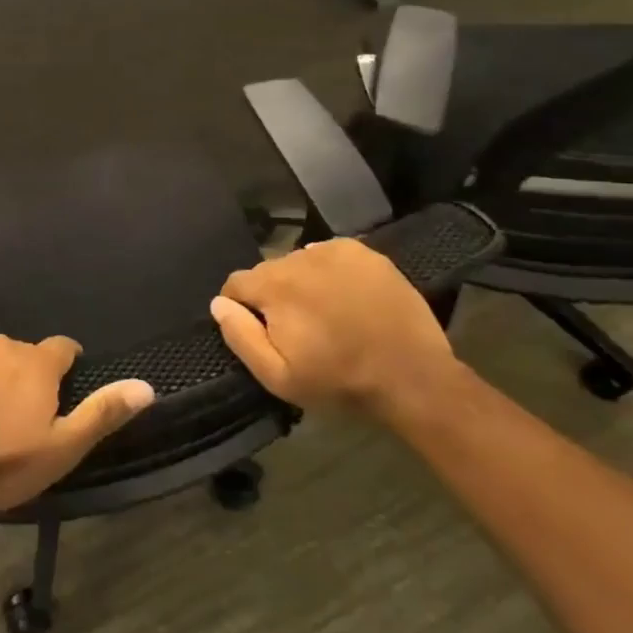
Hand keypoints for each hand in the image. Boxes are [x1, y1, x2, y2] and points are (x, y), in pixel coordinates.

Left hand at [0, 336, 154, 513]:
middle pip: (23, 354)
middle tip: (17, 416)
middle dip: (25, 376)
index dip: (67, 367)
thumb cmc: (1, 462)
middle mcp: (3, 343)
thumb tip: (146, 386)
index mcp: (37, 363)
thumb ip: (102, 413)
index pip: (64, 348)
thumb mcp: (61, 448)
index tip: (61, 391)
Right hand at [210, 238, 452, 413]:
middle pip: (268, 272)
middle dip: (273, 296)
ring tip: (325, 313)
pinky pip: (330, 255)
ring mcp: (334, 251)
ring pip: (299, 263)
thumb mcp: (278, 376)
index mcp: (273, 285)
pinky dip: (329, 272)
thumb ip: (240, 336)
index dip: (241, 309)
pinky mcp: (364, 252)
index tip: (261, 332)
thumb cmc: (340, 381)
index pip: (235, 284)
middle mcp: (299, 257)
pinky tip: (345, 297)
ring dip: (302, 283)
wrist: (413, 377)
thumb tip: (219, 304)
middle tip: (298, 328)